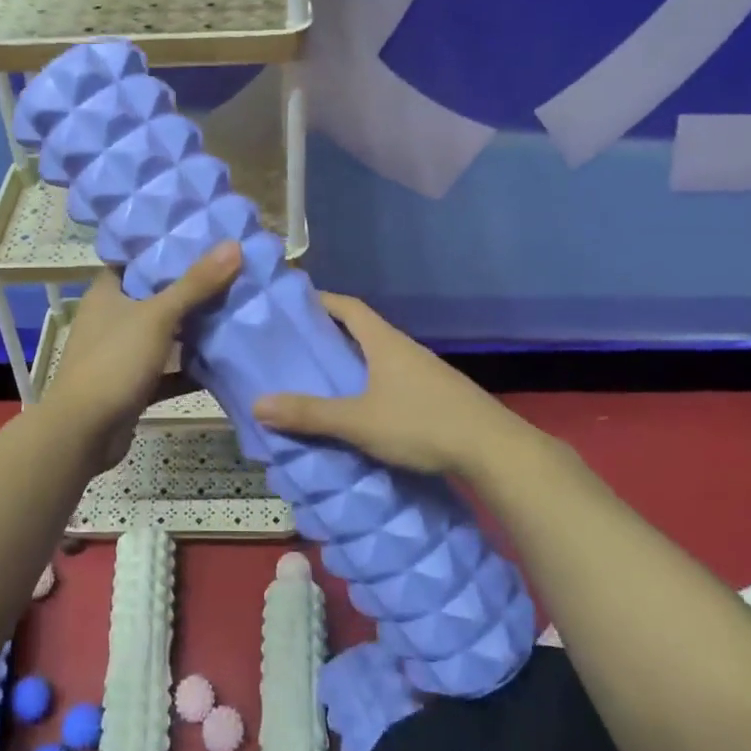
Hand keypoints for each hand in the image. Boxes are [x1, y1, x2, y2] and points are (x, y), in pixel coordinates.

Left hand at [41, 242, 242, 471]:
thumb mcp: (158, 316)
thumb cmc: (114, 361)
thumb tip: (233, 244)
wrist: (84, 432)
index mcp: (107, 293)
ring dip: (193, 330)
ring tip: (235, 312)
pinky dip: (190, 369)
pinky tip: (224, 363)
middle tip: (232, 274)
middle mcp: (111, 319)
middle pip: (155, 297)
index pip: (136, 261)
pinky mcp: (133, 385)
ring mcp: (121, 354)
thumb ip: (195, 283)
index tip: (204, 240)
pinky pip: (167, 371)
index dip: (166, 249)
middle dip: (190, 290)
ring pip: (163, 335)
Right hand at [253, 293, 529, 478]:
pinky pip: (394, 379)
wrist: (493, 449)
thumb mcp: (358, 421)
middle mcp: (404, 348)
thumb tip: (257, 404)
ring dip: (353, 361)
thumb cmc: (421, 424)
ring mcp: (424, 371)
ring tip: (323, 378)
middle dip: (331, 334)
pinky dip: (372, 383)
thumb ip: (310, 414)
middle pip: (363, 330)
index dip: (321, 300)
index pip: (348, 307)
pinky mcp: (437, 395)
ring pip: (379, 357)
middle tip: (298, 347)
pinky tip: (362, 407)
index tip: (294, 305)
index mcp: (384, 342)